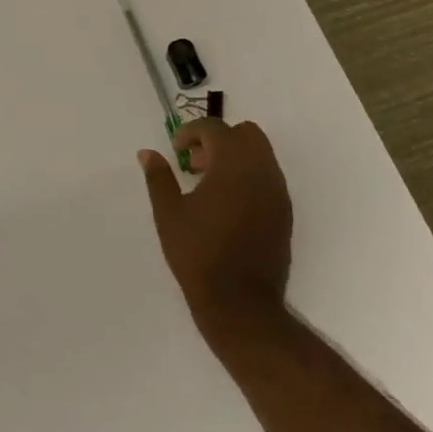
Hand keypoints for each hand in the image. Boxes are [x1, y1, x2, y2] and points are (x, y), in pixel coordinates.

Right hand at [138, 118, 291, 345]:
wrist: (240, 302)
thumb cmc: (198, 254)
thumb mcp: (169, 214)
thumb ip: (159, 177)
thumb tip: (148, 153)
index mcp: (233, 165)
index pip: (215, 128)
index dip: (191, 132)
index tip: (176, 150)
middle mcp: (261, 171)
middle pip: (246, 133)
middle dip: (219, 139)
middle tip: (196, 163)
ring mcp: (277, 192)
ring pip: (261, 154)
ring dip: (235, 157)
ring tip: (208, 185)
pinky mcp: (284, 213)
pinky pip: (268, 178)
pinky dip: (248, 176)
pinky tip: (227, 205)